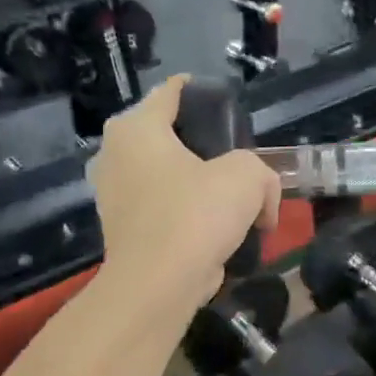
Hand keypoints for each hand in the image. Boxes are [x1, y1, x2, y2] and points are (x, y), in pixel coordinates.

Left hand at [87, 76, 280, 317]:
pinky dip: (188, 214)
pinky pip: (163, 208)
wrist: (159, 284)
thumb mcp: (247, 176)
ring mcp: (114, 194)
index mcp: (136, 128)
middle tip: (239, 159)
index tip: (228, 104)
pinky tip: (217, 228)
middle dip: (205, 145)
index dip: (202, 91)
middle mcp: (115, 154)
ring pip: (167, 175)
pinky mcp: (123, 229)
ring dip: (199, 184)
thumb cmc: (196, 214)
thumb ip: (261, 172)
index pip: (171, 91)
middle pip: (169, 135)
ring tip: (235, 198)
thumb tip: (262, 201)